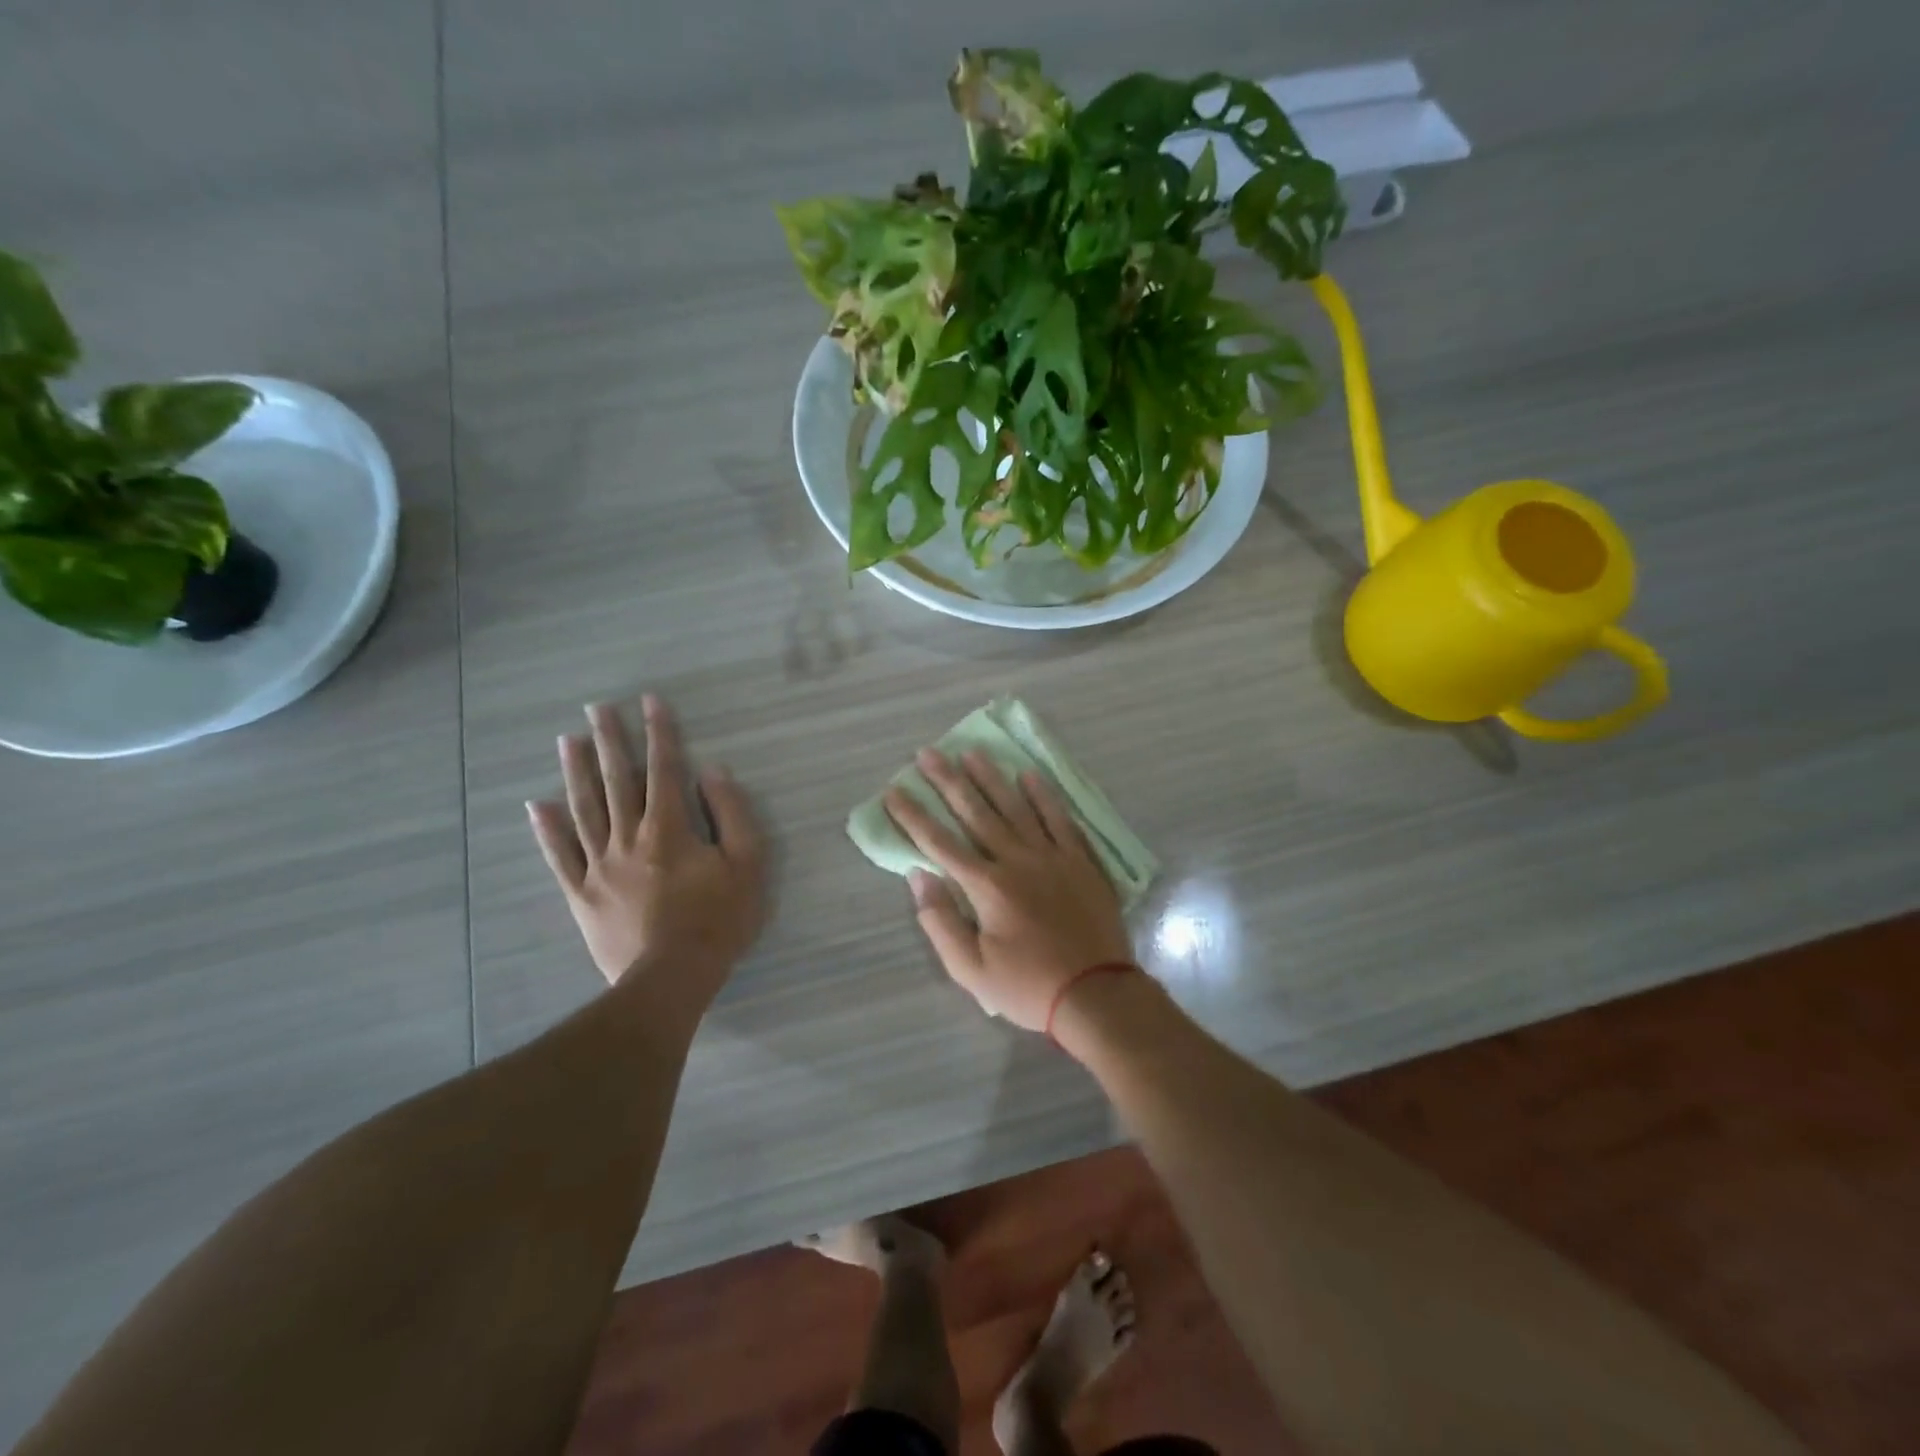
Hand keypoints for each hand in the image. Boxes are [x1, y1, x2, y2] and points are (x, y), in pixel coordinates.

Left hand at [528, 695, 764, 993]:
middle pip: (617, 781)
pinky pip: (559, 857)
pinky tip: (537, 806)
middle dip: (610, 740)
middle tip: (597, 707)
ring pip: (584, 810)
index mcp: (669, 828)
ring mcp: (599, 866)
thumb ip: (731, 813)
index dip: (659, 732)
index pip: (664, 769)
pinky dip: (547, 830)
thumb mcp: (747, 863)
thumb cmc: (718, 919)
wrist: (672, 977)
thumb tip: (713, 771)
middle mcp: (629, 837)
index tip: (650, 701)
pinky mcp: (582, 894)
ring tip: (568, 740)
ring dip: (576, 772)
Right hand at [885, 749, 1133, 1032]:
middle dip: (948, 781)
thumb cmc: (1028, 987)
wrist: (1096, 994)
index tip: (893, 791)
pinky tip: (1030, 775)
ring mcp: (1053, 856)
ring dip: (991, 778)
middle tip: (928, 753)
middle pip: (976, 812)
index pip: (939, 843)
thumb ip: (941, 921)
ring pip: (1016, 806)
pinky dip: (1044, 795)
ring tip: (971, 752)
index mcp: (986, 886)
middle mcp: (1017, 860)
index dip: (913, 816)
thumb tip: (919, 876)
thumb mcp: (971, 969)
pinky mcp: (1081, 860)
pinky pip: (1060, 818)